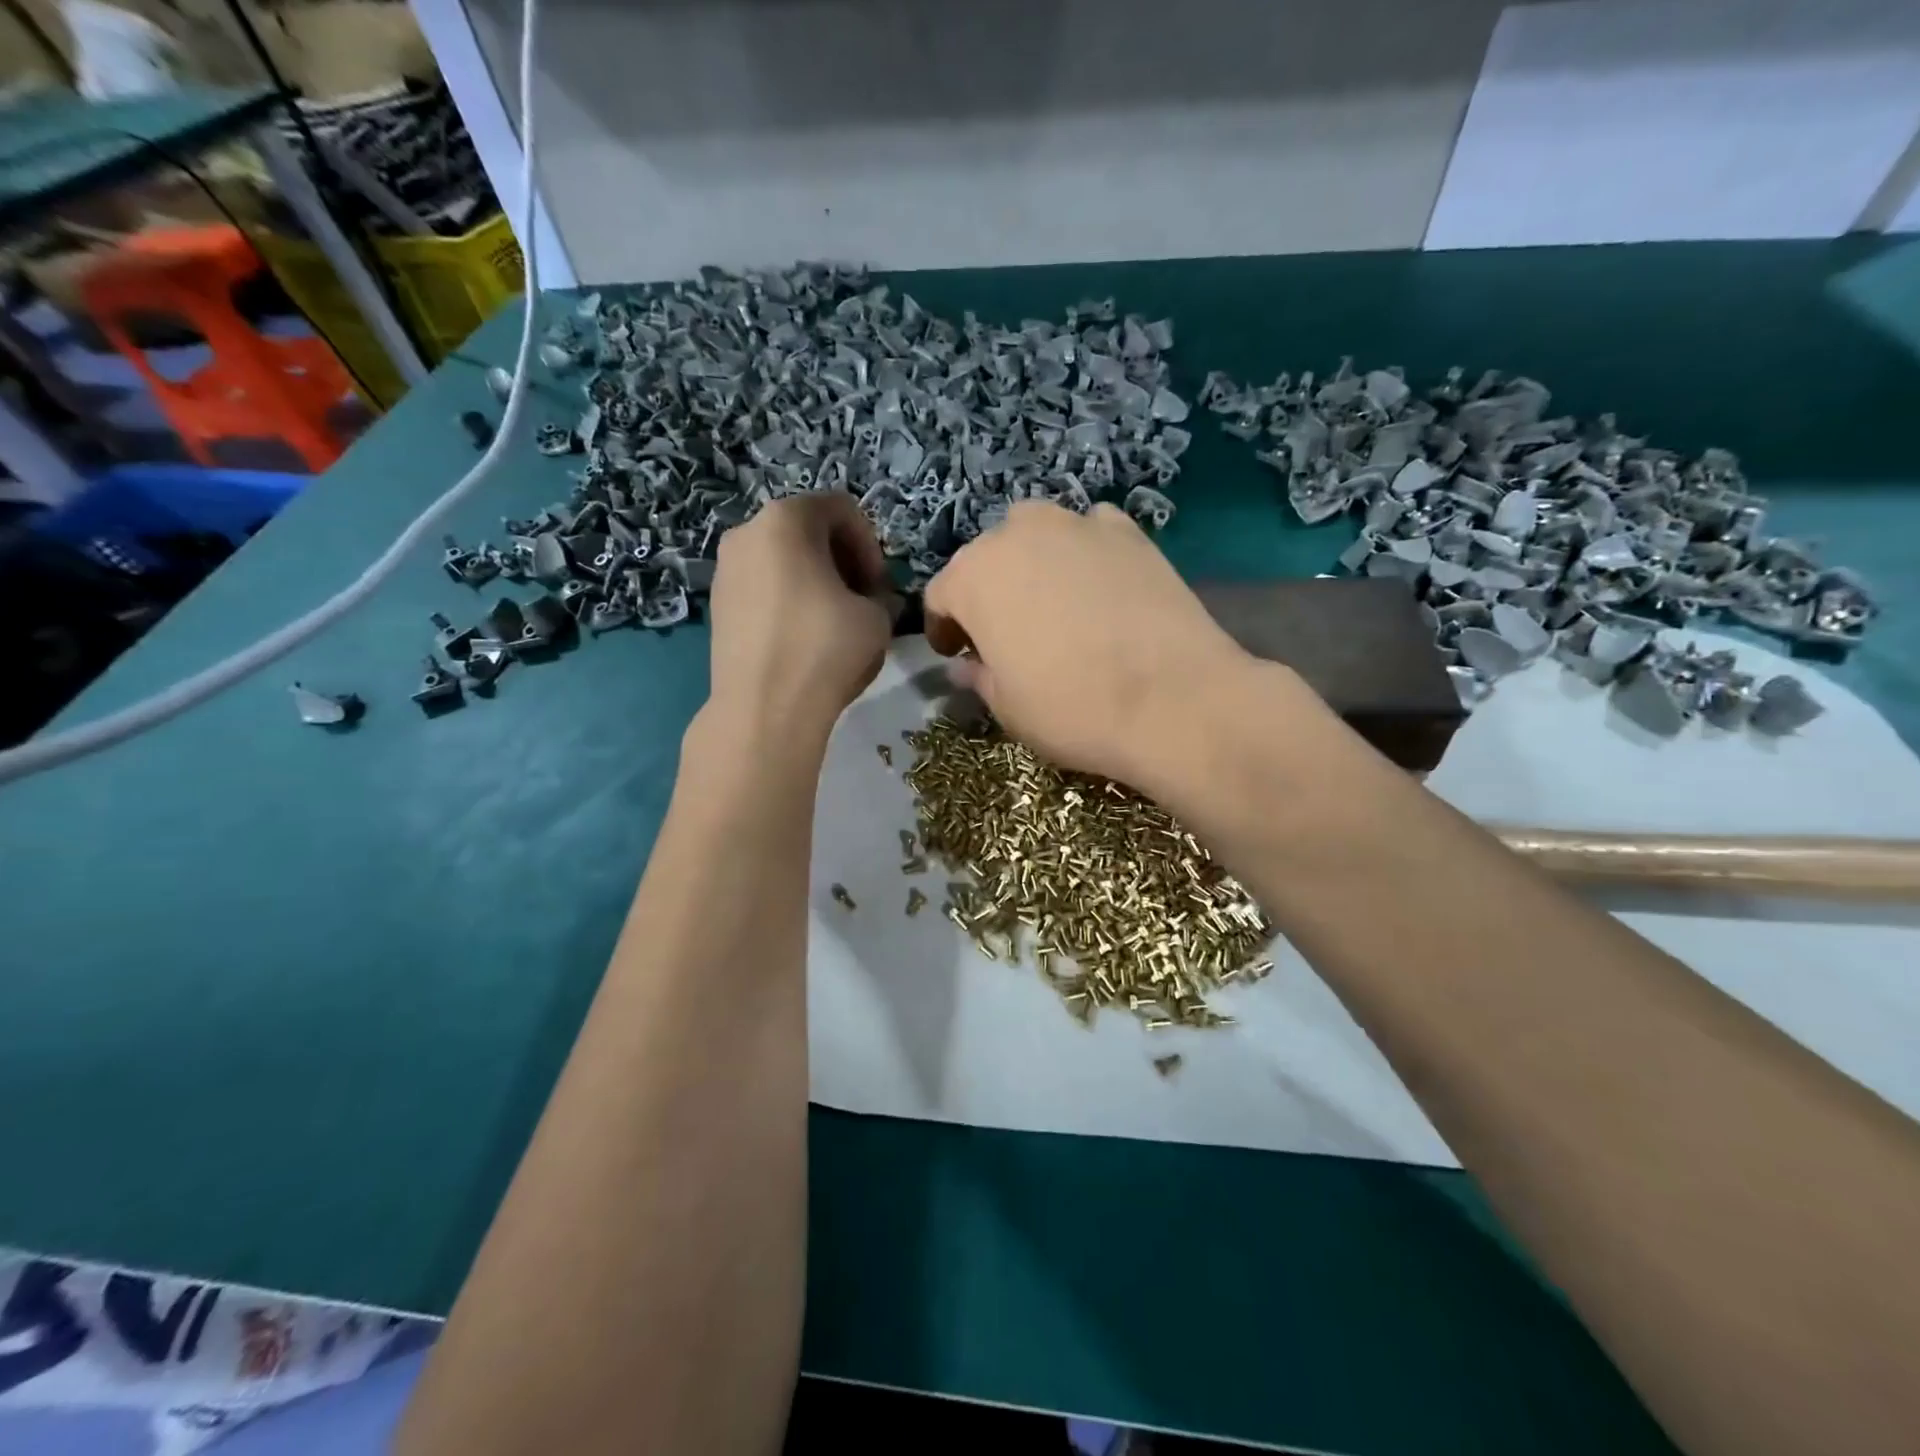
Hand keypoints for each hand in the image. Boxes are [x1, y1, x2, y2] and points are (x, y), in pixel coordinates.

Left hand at [704, 493, 892, 746]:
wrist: (764, 708)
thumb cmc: (826, 649)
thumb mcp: (878, 617)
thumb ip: (882, 596)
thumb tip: (874, 600)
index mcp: (786, 518)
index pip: (842, 508)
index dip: (871, 544)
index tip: (880, 585)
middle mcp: (747, 532)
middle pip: (808, 530)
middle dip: (842, 560)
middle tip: (862, 599)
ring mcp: (725, 569)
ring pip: (782, 559)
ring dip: (815, 580)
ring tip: (834, 620)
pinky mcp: (716, 604)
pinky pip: (762, 586)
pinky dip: (788, 599)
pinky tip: (803, 637)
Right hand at [923, 502, 1254, 787]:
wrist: (1173, 698)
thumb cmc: (1072, 708)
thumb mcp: (1008, 707)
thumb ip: (978, 677)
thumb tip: (964, 666)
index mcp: (973, 577)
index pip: (941, 595)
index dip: (944, 628)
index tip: (956, 654)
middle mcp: (1017, 534)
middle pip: (987, 559)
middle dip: (988, 593)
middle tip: (1004, 633)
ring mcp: (1076, 525)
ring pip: (1036, 535)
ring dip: (1032, 565)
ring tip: (1051, 604)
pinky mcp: (1128, 531)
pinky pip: (1089, 534)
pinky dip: (1084, 555)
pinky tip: (1099, 588)